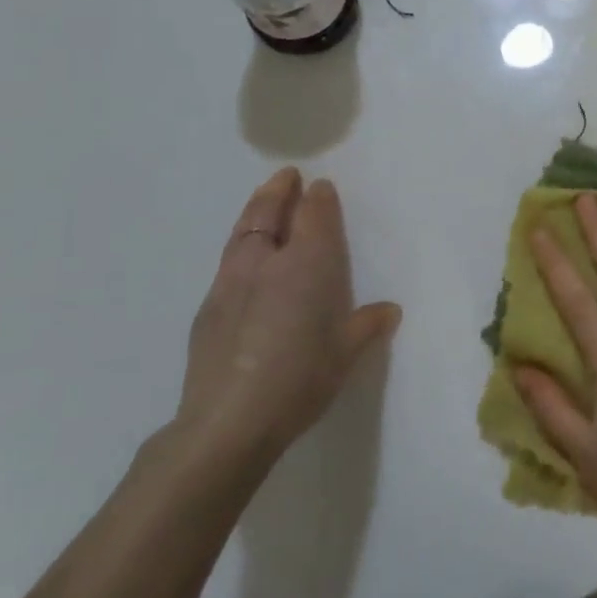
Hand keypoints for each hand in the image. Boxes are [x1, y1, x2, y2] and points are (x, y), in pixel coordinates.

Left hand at [179, 168, 399, 471]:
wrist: (228, 421)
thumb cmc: (300, 379)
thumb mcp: (345, 354)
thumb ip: (366, 325)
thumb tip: (388, 310)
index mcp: (306, 267)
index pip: (314, 218)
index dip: (319, 199)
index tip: (322, 186)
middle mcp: (266, 264)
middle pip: (269, 214)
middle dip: (279, 191)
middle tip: (286, 176)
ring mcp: (230, 283)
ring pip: (242, 234)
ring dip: (255, 212)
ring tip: (263, 203)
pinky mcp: (208, 309)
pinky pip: (228, 262)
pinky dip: (240, 247)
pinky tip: (246, 262)